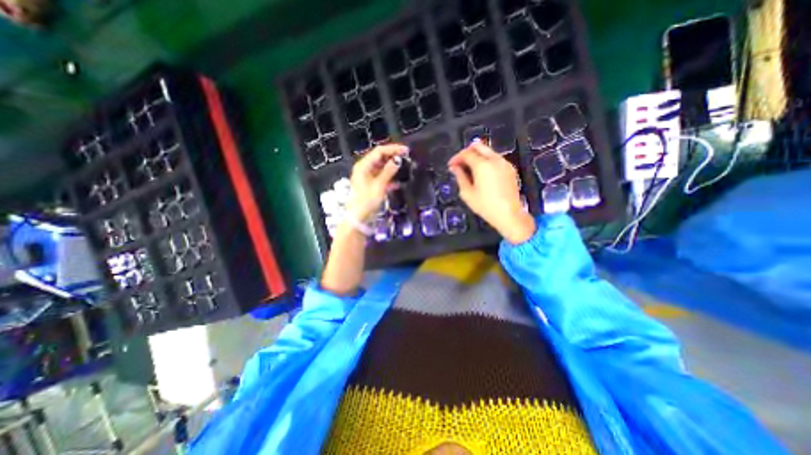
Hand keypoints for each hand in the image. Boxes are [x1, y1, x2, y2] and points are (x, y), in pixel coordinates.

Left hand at [346, 144, 408, 221]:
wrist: (359, 218)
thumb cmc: (366, 201)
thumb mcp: (379, 185)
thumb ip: (389, 171)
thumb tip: (398, 160)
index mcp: (363, 166)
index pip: (379, 151)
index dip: (393, 149)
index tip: (405, 151)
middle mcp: (365, 169)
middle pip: (380, 158)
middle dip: (393, 157)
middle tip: (406, 158)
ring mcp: (368, 178)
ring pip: (382, 168)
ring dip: (392, 167)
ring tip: (405, 167)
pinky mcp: (371, 186)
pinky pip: (382, 178)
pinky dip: (390, 178)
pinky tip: (398, 182)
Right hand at [447, 141, 537, 245]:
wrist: (509, 214)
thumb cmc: (485, 206)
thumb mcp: (467, 193)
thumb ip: (460, 177)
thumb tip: (455, 168)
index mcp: (482, 165)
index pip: (466, 154)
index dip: (457, 158)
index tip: (451, 165)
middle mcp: (495, 160)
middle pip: (479, 146)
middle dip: (467, 152)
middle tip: (460, 162)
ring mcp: (504, 163)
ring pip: (488, 151)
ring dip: (477, 155)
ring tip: (470, 168)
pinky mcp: (510, 168)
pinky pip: (496, 158)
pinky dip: (487, 160)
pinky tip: (482, 172)